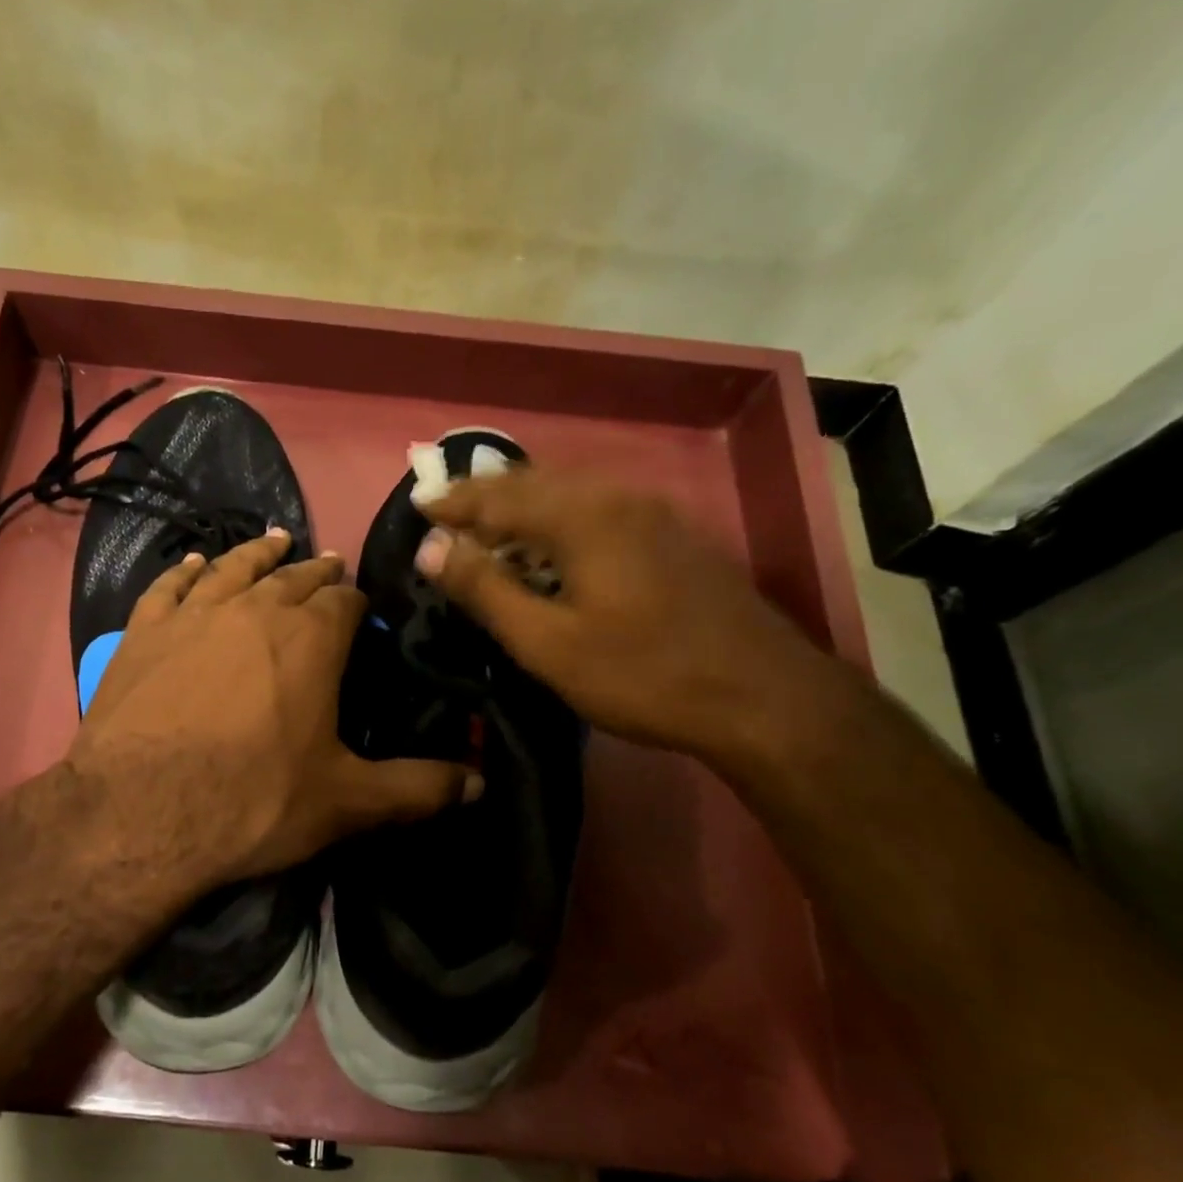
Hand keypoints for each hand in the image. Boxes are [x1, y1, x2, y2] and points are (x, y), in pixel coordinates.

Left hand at [68, 529, 478, 888]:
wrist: (139, 814)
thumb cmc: (252, 802)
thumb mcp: (346, 803)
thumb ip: (417, 789)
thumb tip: (480, 783)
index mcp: (311, 640)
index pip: (344, 602)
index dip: (355, 601)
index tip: (359, 607)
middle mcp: (255, 609)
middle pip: (293, 578)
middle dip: (315, 572)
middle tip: (326, 564)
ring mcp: (193, 615)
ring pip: (233, 569)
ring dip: (258, 555)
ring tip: (275, 541)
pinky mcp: (143, 632)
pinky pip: (168, 587)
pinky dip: (184, 571)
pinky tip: (193, 563)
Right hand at [415, 469, 836, 757]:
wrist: (764, 698)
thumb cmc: (642, 674)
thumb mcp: (548, 643)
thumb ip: (486, 590)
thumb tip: (430, 547)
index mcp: (582, 517)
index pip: (499, 496)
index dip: (454, 501)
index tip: (418, 504)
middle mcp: (618, 499)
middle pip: (536, 483)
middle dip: (486, 494)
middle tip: (447, 512)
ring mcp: (654, 515)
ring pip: (571, 494)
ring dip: (523, 506)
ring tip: (489, 528)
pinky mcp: (675, 537)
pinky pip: (598, 510)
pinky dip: (558, 519)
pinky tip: (552, 548)